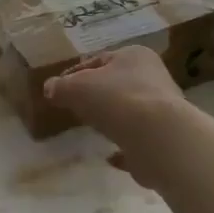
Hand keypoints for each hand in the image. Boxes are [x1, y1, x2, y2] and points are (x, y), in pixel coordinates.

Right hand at [44, 46, 188, 186]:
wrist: (156, 137)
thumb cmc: (116, 99)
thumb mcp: (76, 87)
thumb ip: (61, 87)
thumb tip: (50, 88)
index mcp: (135, 56)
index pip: (99, 60)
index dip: (75, 73)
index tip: (59, 89)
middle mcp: (153, 78)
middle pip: (117, 84)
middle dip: (96, 95)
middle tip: (74, 108)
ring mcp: (162, 110)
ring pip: (130, 111)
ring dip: (112, 119)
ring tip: (91, 129)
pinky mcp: (163, 140)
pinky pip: (137, 141)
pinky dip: (123, 146)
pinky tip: (109, 156)